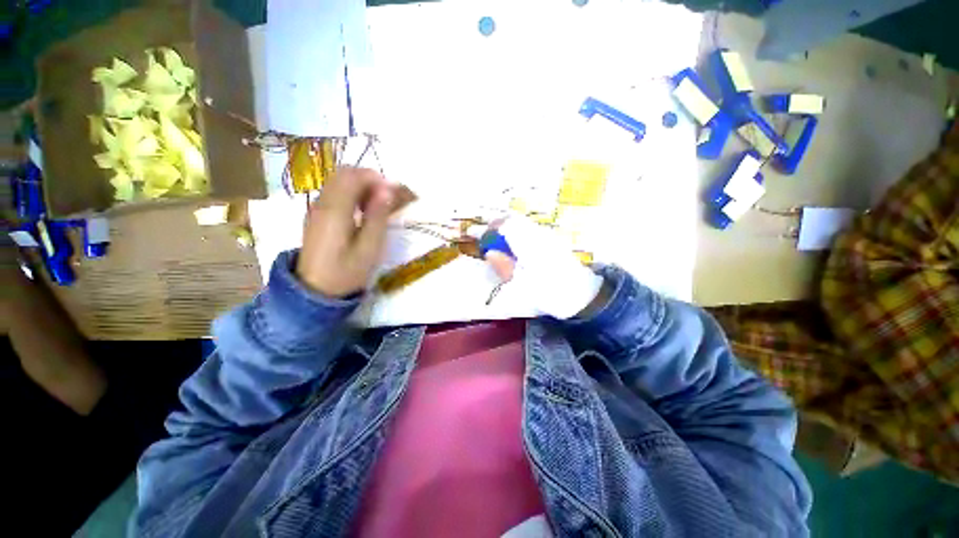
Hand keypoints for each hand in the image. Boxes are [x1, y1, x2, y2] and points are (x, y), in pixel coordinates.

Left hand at [296, 167, 393, 296]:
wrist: (315, 291)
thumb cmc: (346, 272)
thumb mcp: (369, 248)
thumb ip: (378, 216)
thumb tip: (387, 189)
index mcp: (335, 210)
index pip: (353, 176)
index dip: (376, 178)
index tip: (395, 192)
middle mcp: (322, 202)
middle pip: (344, 174)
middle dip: (369, 179)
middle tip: (388, 196)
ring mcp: (316, 208)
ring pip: (338, 181)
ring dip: (361, 185)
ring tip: (378, 204)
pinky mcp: (316, 215)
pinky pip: (334, 192)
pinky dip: (351, 193)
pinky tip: (362, 211)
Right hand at [488, 217, 605, 318]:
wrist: (581, 294)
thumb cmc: (551, 292)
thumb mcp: (524, 285)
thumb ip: (505, 267)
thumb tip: (490, 253)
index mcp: (531, 245)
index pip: (506, 226)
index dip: (489, 228)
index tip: (477, 234)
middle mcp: (539, 234)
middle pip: (514, 219)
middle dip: (496, 224)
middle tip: (485, 235)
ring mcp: (547, 235)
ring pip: (522, 222)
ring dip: (506, 226)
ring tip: (497, 239)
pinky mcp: (552, 239)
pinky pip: (529, 228)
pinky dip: (517, 231)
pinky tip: (514, 244)